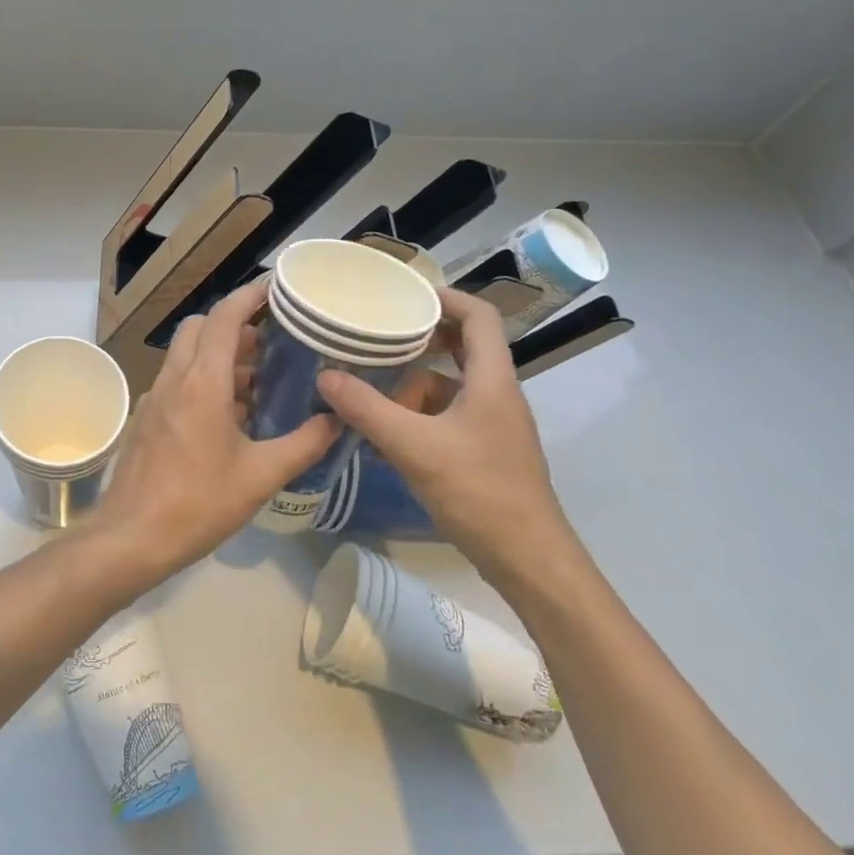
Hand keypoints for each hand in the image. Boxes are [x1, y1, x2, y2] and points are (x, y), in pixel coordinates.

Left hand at [96, 280, 337, 582]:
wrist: (131, 536)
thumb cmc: (198, 503)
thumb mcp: (260, 476)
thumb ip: (303, 444)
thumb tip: (336, 421)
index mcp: (201, 382)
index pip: (223, 317)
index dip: (249, 296)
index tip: (276, 290)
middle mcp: (174, 379)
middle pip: (200, 328)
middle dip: (233, 326)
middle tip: (271, 344)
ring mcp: (154, 398)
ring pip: (186, 356)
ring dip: (219, 356)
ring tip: (258, 381)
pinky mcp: (147, 419)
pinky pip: (178, 382)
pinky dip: (203, 381)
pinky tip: (229, 416)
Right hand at [315, 286, 583, 596]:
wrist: (528, 561)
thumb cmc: (479, 493)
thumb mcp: (415, 447)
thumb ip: (367, 410)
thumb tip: (325, 376)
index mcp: (492, 381)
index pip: (479, 317)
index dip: (445, 297)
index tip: (403, 294)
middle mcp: (496, 395)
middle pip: (462, 348)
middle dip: (419, 338)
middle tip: (375, 333)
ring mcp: (492, 426)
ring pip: (449, 386)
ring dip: (412, 380)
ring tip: (367, 381)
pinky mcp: (482, 452)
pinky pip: (445, 417)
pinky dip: (415, 414)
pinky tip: (382, 429)